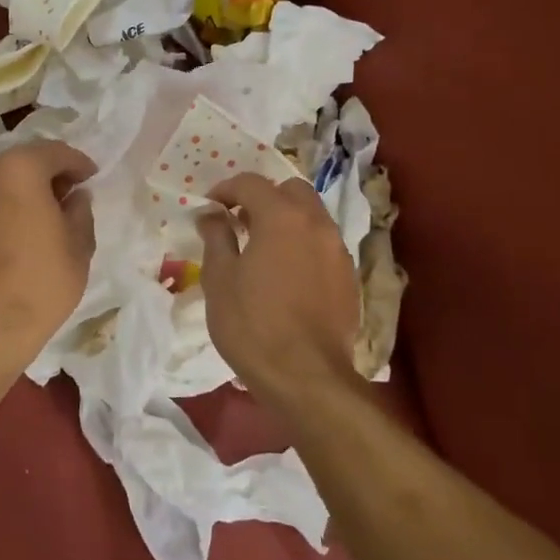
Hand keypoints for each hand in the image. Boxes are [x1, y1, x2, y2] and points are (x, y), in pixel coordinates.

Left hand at [0, 141, 96, 366]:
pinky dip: (10, 203)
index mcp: (19, 170)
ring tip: (51, 209)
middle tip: (73, 190)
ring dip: (28, 186)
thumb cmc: (44, 279)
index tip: (93, 177)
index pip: (54, 152)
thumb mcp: (78, 242)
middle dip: (51, 170)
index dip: (78, 162)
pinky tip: (27, 225)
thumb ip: (80, 209)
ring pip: (5, 179)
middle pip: (25, 160)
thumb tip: (76, 197)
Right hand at [196, 174, 360, 405]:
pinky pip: (323, 245)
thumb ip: (216, 237)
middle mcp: (316, 224)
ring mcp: (338, 251)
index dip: (226, 189)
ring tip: (262, 247)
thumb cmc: (252, 324)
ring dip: (286, 219)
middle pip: (291, 190)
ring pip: (312, 216)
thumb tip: (211, 214)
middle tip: (240, 220)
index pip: (251, 183)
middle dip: (264, 197)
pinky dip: (303, 244)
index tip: (210, 207)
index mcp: (282, 217)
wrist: (305, 377)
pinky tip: (286, 274)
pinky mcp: (349, 278)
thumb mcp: (220, 278)